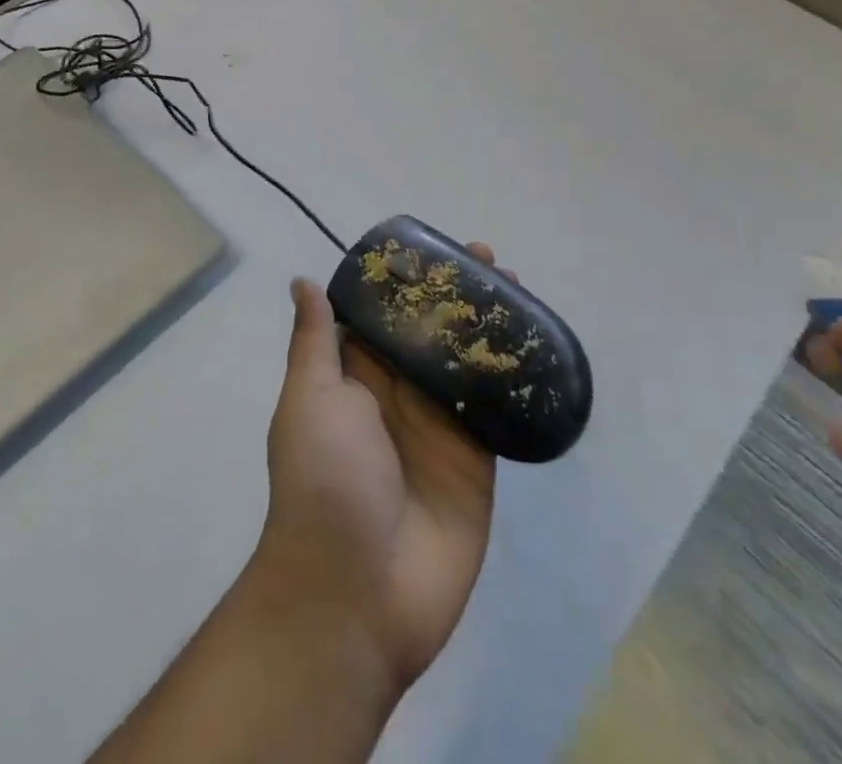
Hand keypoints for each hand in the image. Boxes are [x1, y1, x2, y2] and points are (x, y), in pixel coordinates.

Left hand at [252, 252, 497, 694]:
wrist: (357, 593)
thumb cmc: (325, 480)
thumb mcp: (310, 398)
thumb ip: (315, 340)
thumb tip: (303, 281)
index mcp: (355, 376)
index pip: (384, 314)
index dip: (407, 280)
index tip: (432, 248)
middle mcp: (398, 394)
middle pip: (432, 332)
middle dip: (456, 294)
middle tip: (487, 258)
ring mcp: (439, 426)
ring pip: (468, 361)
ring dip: (489, 325)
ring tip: (516, 286)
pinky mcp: (477, 460)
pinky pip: (497, 409)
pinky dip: (514, 377)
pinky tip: (538, 343)